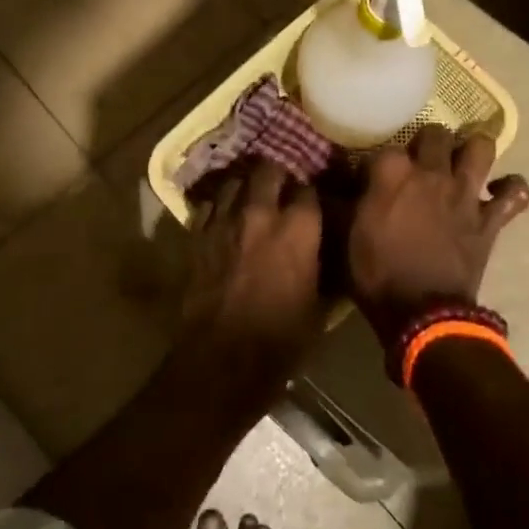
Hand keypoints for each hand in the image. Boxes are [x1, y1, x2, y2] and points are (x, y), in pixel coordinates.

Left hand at [184, 159, 325, 366]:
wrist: (223, 358)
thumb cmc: (282, 338)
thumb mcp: (321, 305)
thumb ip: (325, 268)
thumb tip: (331, 253)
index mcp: (299, 227)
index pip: (308, 189)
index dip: (311, 193)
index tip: (312, 201)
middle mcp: (262, 212)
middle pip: (269, 170)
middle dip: (277, 176)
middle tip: (281, 189)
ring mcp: (225, 220)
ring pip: (234, 181)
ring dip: (245, 185)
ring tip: (250, 195)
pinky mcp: (198, 234)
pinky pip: (208, 205)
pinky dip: (218, 205)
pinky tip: (224, 216)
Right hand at [347, 127, 528, 344]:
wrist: (423, 314)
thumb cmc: (377, 275)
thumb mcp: (343, 238)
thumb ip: (337, 204)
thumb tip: (323, 184)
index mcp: (392, 174)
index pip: (385, 148)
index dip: (378, 163)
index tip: (371, 180)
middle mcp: (432, 173)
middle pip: (436, 133)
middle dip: (428, 142)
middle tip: (419, 161)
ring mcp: (466, 193)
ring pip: (481, 147)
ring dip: (473, 150)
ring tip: (462, 162)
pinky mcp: (490, 219)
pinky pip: (515, 193)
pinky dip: (511, 189)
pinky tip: (499, 191)